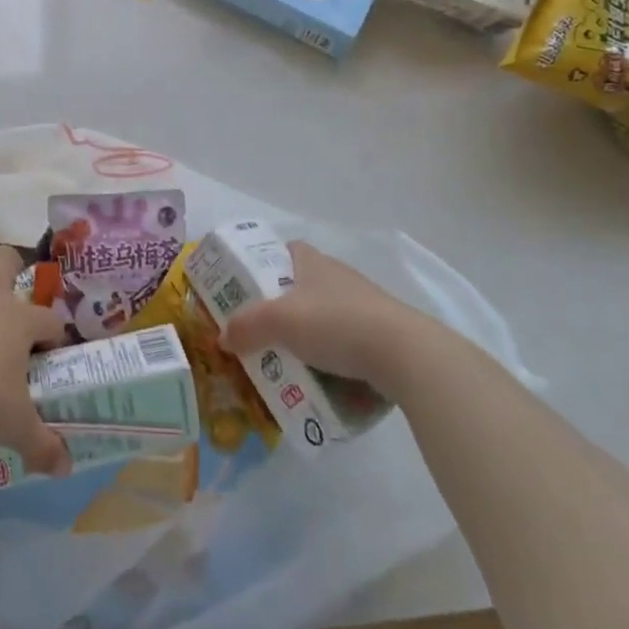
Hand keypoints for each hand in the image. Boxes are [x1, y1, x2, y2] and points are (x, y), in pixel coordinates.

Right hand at [218, 241, 416, 388]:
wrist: (406, 355)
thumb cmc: (336, 323)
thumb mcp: (280, 322)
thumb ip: (247, 327)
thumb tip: (222, 337)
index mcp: (314, 263)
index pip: (288, 250)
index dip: (268, 263)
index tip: (252, 286)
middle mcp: (339, 277)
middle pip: (305, 285)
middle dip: (285, 306)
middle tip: (264, 331)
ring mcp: (366, 305)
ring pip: (328, 315)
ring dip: (311, 334)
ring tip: (290, 360)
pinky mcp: (384, 334)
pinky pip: (350, 342)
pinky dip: (336, 356)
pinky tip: (326, 378)